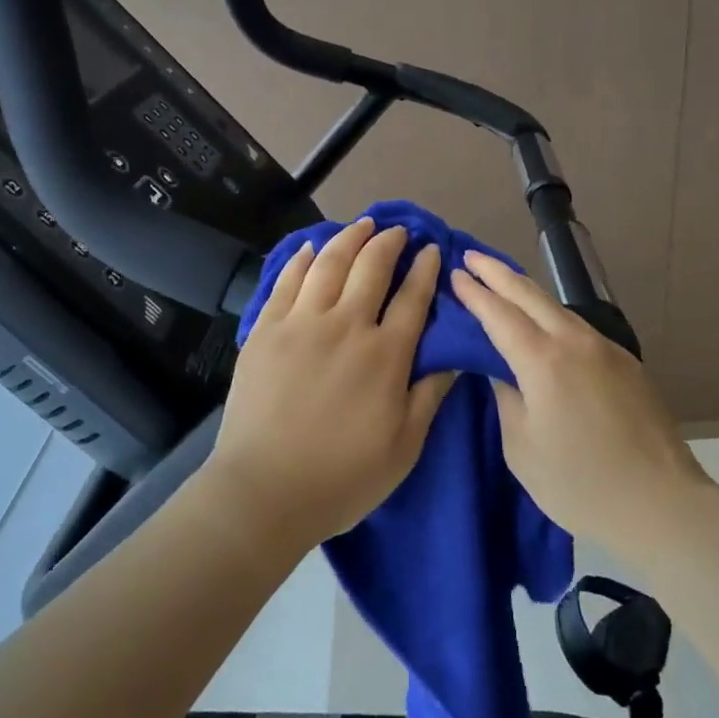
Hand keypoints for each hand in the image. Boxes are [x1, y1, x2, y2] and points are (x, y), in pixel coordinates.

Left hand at [205, 220, 452, 549]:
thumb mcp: (404, 447)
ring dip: (349, 238)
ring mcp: (302, 323)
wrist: (264, 492)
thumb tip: (455, 358)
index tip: (432, 249)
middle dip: (389, 242)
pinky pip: (287, 281)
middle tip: (397, 231)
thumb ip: (430, 396)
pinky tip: (310, 248)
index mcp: (385, 355)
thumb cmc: (342, 477)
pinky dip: (301, 259)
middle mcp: (346, 326)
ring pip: (329, 263)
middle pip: (371, 267)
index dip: (425, 268)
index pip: (413, 297)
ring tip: (361, 225)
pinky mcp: (267, 330)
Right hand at [451, 250, 712, 554]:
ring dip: (525, 289)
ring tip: (502, 280)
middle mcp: (575, 342)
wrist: (661, 503)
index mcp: (543, 362)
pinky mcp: (625, 361)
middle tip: (471, 255)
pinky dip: (551, 313)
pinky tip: (543, 320)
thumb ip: (506, 399)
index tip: (455, 273)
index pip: (499, 314)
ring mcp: (605, 348)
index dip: (475, 293)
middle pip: (529, 294)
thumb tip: (501, 370)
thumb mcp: (523, 449)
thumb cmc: (580, 485)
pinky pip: (578, 325)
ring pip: (557, 306)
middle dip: (497, 273)